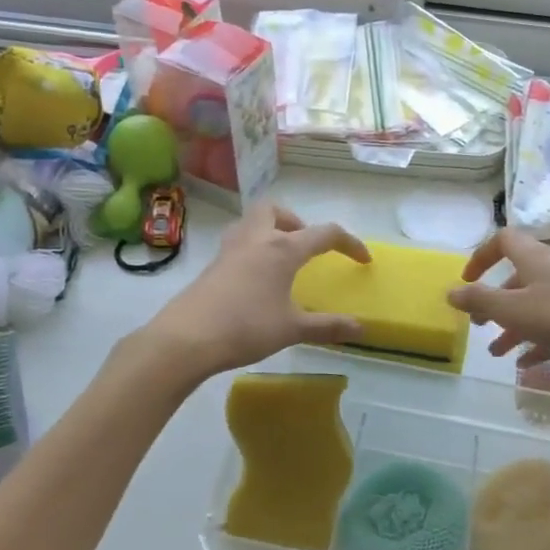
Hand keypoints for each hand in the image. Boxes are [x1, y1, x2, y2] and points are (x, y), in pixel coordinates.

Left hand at [145, 202, 370, 378]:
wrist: (187, 338)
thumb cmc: (246, 328)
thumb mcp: (293, 329)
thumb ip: (328, 327)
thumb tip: (361, 329)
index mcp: (282, 249)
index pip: (325, 234)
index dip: (349, 244)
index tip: (363, 260)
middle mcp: (256, 239)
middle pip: (275, 210)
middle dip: (295, 221)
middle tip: (304, 247)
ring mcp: (229, 250)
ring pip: (251, 222)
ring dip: (270, 231)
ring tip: (281, 260)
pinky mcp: (212, 265)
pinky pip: (237, 243)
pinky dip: (252, 250)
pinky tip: (255, 280)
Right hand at [447, 229, 549, 385]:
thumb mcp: (515, 310)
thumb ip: (480, 301)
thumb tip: (450, 291)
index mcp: (535, 259)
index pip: (503, 240)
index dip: (481, 256)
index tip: (467, 280)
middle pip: (518, 277)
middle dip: (495, 300)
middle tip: (480, 324)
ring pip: (535, 305)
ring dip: (513, 326)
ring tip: (497, 353)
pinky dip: (538, 340)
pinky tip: (527, 364)